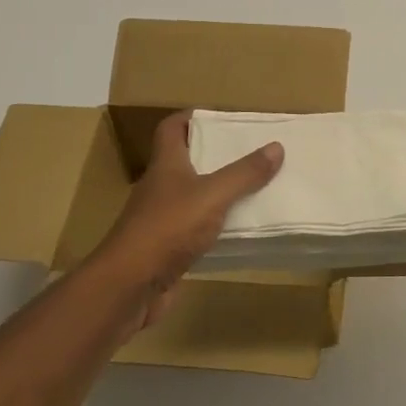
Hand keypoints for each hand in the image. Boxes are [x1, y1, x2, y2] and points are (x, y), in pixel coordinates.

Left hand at [90, 111, 283, 322]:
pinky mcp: (167, 249)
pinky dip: (216, 227)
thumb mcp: (212, 195)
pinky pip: (196, 229)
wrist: (128, 287)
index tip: (221, 117)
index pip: (172, 128)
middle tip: (250, 151)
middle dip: (215, 154)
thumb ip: (244, 173)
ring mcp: (161, 220)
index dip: (192, 117)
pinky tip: (240, 230)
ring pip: (193, 197)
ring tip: (255, 187)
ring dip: (218, 192)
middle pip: (186, 161)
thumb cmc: (167, 228)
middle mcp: (160, 188)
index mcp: (166, 165)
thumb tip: (276, 146)